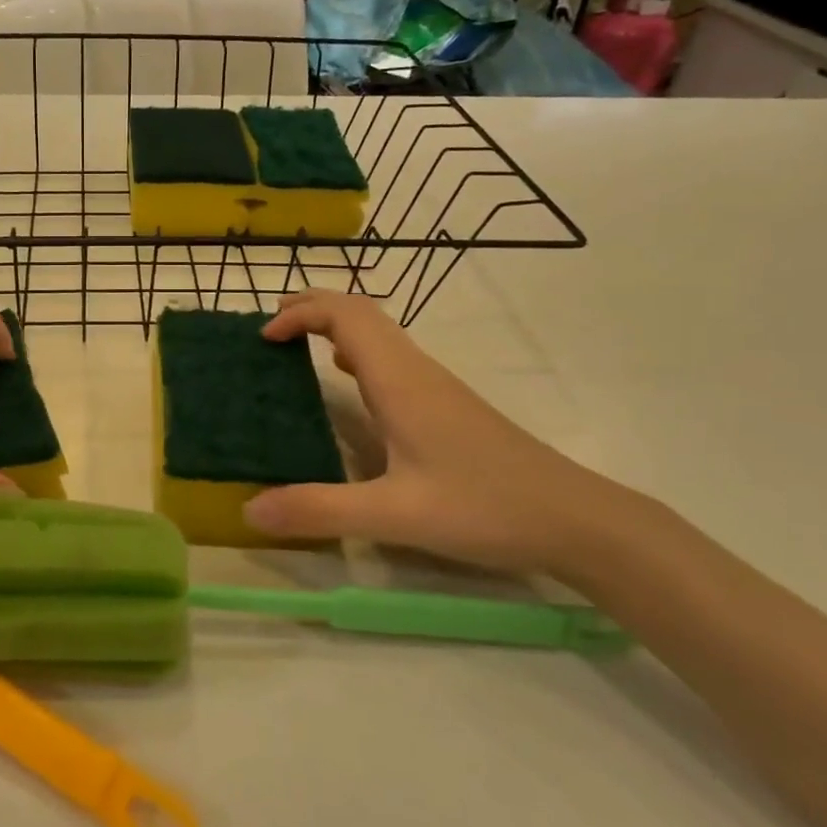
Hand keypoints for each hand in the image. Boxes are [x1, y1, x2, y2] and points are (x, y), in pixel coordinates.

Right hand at [242, 291, 650, 578]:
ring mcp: (435, 386)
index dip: (300, 314)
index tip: (264, 337)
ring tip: (296, 345)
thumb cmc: (484, 507)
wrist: (576, 519)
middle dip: (312, 307)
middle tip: (271, 327)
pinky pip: (392, 358)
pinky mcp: (446, 405)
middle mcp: (415, 371)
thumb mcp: (394, 515)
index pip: (344, 316)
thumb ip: (320, 510)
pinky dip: (357, 352)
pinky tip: (349, 381)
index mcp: (399, 381)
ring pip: (378, 333)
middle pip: (360, 312)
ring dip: (334, 326)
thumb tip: (250, 509)